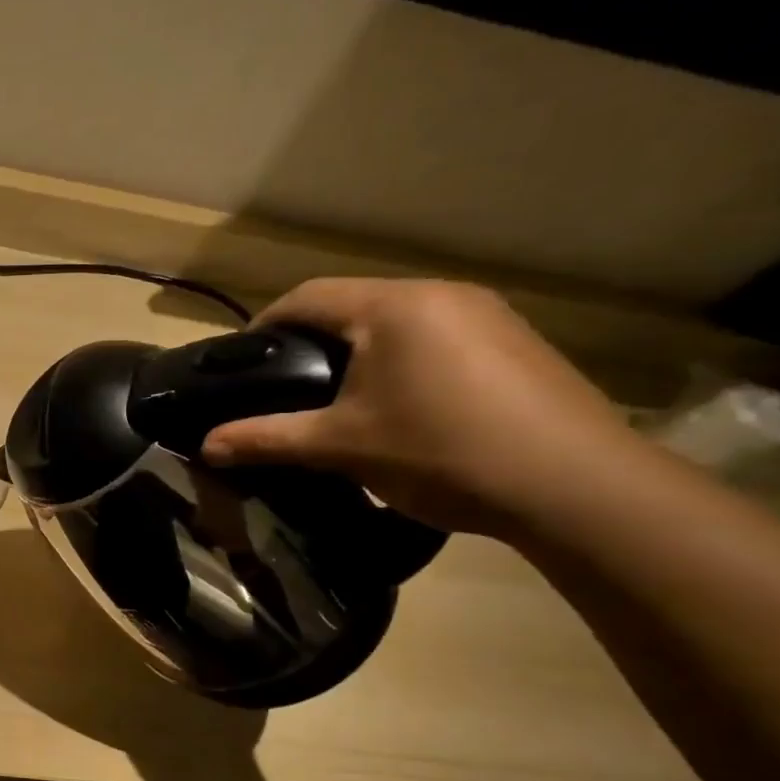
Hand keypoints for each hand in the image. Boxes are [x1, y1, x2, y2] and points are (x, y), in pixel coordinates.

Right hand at [199, 279, 644, 536]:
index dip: (264, 325)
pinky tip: (400, 405)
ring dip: (357, 350)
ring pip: (396, 320)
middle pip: (352, 304)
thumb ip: (267, 439)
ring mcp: (486, 315)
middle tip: (284, 386)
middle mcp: (440, 294)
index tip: (240, 362)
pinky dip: (400, 360)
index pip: (306, 296)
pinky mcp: (514, 342)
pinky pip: (435, 336)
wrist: (574, 486)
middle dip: (310, 340)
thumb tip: (205, 447)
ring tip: (336, 399)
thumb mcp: (341, 447)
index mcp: (392, 307)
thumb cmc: (441, 452)